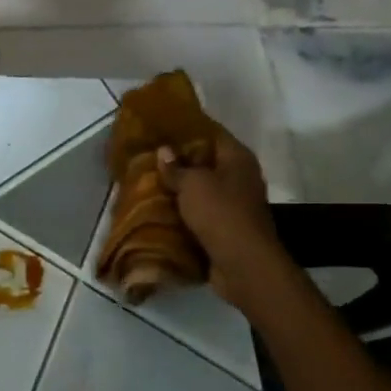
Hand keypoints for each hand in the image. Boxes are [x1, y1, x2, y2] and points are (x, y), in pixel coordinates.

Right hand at [156, 132, 287, 311]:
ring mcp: (234, 204)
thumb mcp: (192, 184)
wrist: (242, 263)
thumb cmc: (220, 213)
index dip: (187, 128)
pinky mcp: (225, 227)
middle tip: (148, 156)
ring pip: (201, 189)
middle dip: (178, 160)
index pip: (212, 132)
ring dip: (179, 189)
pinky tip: (159, 209)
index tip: (160, 127)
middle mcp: (240, 177)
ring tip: (148, 182)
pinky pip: (199, 213)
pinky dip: (182, 212)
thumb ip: (176, 167)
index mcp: (237, 158)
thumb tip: (164, 150)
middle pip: (206, 162)